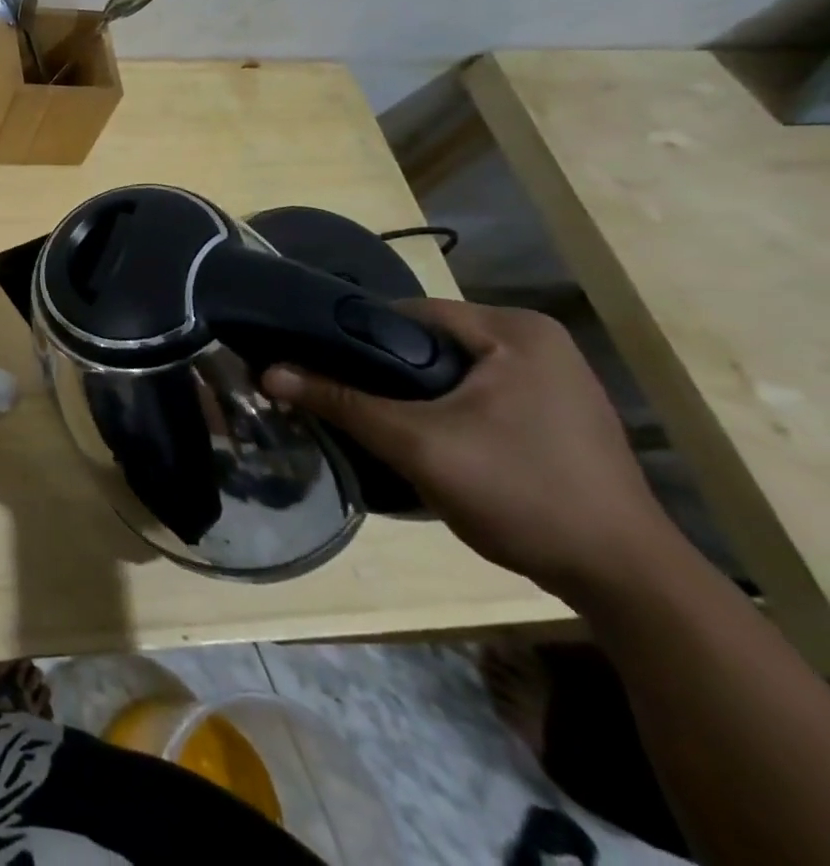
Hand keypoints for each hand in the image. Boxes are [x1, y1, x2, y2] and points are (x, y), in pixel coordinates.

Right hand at [262, 299, 679, 601]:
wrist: (628, 583)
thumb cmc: (523, 493)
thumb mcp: (418, 444)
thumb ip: (340, 401)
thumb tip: (268, 372)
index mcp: (513, 329)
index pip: (406, 313)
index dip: (353, 337)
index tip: (313, 364)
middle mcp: (535, 341)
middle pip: (426, 341)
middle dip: (381, 370)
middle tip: (337, 397)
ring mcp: (550, 379)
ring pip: (448, 370)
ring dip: (409, 393)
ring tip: (370, 419)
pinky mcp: (553, 414)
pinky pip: (474, 393)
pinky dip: (442, 410)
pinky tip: (423, 439)